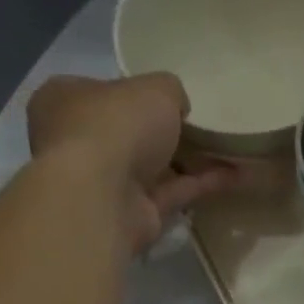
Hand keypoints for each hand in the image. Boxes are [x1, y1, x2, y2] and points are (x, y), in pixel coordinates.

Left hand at [26, 74, 240, 254]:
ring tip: (233, 151)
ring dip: (194, 161)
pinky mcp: (135, 216)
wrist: (104, 195)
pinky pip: (174, 194)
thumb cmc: (116, 124)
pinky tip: (238, 176)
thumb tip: (177, 108)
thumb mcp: (154, 87)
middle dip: (166, 133)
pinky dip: (203, 185)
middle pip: (130, 134)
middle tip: (205, 126)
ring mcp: (107, 183)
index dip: (134, 94)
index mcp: (66, 100)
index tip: (168, 98)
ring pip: (157, 168)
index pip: (101, 92)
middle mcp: (81, 142)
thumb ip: (170, 91)